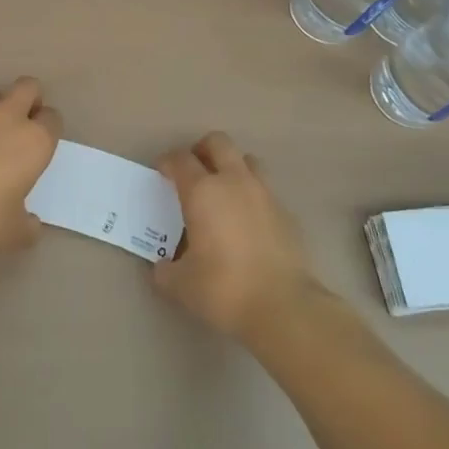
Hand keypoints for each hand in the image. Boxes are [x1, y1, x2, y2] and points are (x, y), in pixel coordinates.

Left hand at [0, 77, 62, 254]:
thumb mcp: (15, 233)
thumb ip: (28, 225)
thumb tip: (31, 224)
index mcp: (34, 141)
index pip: (53, 118)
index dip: (48, 128)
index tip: (40, 143)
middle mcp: (8, 117)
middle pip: (28, 87)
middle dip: (28, 99)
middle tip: (20, 122)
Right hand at [152, 132, 318, 338]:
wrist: (283, 306)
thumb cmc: (224, 288)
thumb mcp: (181, 285)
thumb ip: (165, 271)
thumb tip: (162, 267)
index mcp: (202, 191)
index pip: (180, 160)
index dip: (167, 162)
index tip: (162, 174)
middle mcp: (233, 181)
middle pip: (218, 142)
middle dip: (202, 150)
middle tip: (193, 171)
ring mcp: (264, 193)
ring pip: (247, 160)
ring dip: (232, 167)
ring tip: (223, 191)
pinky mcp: (286, 212)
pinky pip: (265, 190)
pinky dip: (252, 196)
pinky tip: (247, 221)